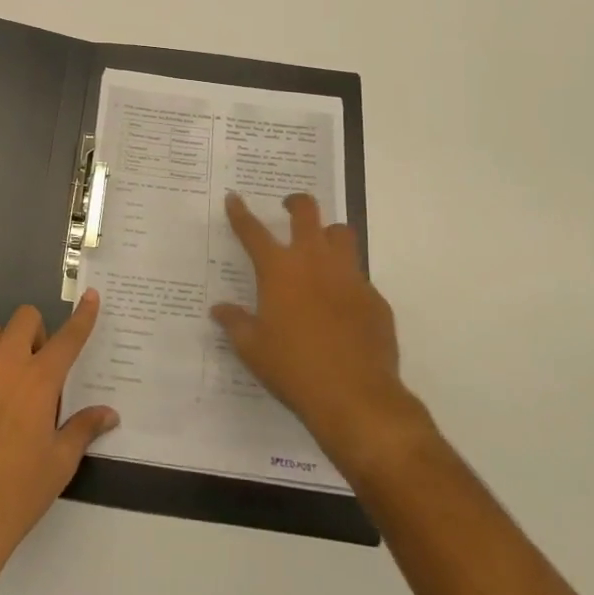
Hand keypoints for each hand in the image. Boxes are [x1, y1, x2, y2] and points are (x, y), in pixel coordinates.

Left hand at [0, 293, 117, 594]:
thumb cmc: (17, 494)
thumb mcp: (60, 463)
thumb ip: (84, 428)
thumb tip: (109, 413)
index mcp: (38, 381)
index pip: (67, 337)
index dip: (82, 316)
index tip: (90, 296)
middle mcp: (3, 367)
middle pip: (23, 319)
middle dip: (37, 332)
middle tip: (40, 367)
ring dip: (6, 348)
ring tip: (10, 386)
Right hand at [213, 192, 428, 478]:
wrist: (356, 396)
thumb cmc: (293, 368)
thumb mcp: (252, 348)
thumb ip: (235, 323)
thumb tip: (219, 310)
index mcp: (278, 269)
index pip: (252, 231)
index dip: (239, 212)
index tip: (233, 198)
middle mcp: (314, 261)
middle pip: (306, 212)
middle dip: (296, 203)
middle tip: (289, 208)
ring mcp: (349, 276)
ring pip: (342, 234)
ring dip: (328, 234)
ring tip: (321, 248)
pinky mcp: (374, 298)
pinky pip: (359, 277)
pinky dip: (347, 282)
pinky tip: (342, 306)